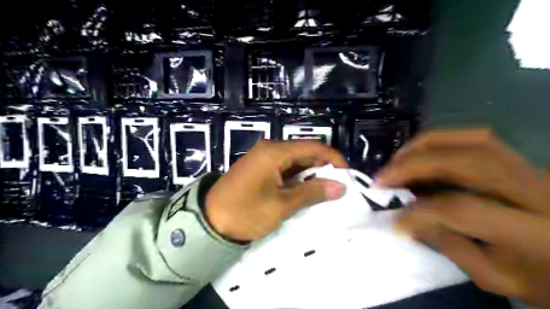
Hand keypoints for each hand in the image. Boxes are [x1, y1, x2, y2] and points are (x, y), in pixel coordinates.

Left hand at [206, 140, 347, 243]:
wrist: (209, 222)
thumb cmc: (245, 213)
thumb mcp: (282, 205)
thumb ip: (312, 193)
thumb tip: (341, 187)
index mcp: (275, 152)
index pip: (313, 147)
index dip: (333, 159)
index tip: (347, 175)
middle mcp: (270, 148)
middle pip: (305, 152)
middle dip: (323, 167)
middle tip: (338, 186)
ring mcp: (264, 157)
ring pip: (296, 160)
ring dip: (311, 173)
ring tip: (325, 190)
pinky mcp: (260, 167)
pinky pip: (285, 167)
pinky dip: (298, 177)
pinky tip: (306, 189)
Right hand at [377, 127, 549, 305]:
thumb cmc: (543, 276)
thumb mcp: (498, 278)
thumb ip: (451, 247)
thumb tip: (409, 219)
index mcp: (533, 233)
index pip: (462, 209)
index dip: (420, 212)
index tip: (395, 221)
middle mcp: (535, 191)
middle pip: (467, 161)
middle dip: (414, 165)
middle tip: (383, 177)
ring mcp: (530, 168)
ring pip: (471, 140)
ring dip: (424, 146)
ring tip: (396, 161)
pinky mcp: (519, 159)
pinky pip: (476, 138)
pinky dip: (439, 141)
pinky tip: (419, 154)